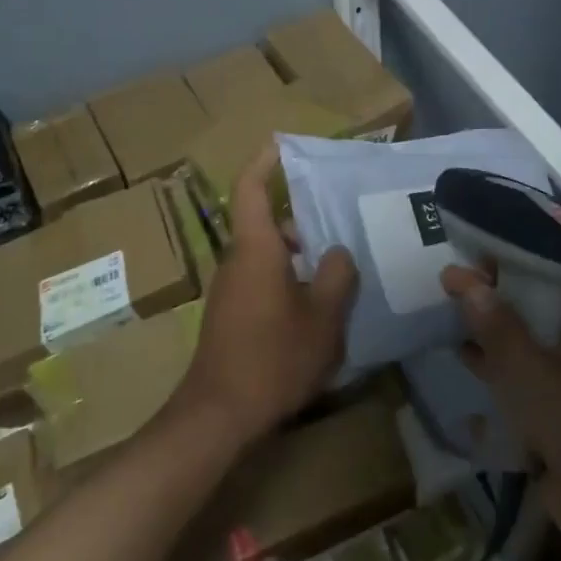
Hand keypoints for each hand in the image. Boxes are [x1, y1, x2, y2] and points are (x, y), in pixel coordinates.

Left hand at [175, 145, 357, 448]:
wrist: (219, 414)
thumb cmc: (274, 356)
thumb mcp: (323, 316)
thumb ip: (338, 276)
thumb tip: (338, 251)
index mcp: (256, 249)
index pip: (250, 190)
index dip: (263, 163)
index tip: (281, 146)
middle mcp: (236, 262)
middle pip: (267, 226)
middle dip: (302, 224)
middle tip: (341, 228)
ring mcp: (229, 291)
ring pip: (266, 256)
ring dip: (298, 257)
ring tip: (338, 271)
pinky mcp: (229, 316)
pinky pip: (261, 281)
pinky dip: (287, 281)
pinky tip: (316, 308)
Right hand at [441, 266, 560, 560]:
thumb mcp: (531, 370)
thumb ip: (495, 325)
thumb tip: (461, 278)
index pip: (544, 282)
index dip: (506, 268)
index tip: (465, 259)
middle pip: (531, 315)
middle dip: (492, 303)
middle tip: (446, 287)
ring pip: (523, 350)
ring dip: (489, 338)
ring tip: (445, 318)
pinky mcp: (554, 418)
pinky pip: (520, 384)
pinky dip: (494, 372)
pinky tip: (462, 362)